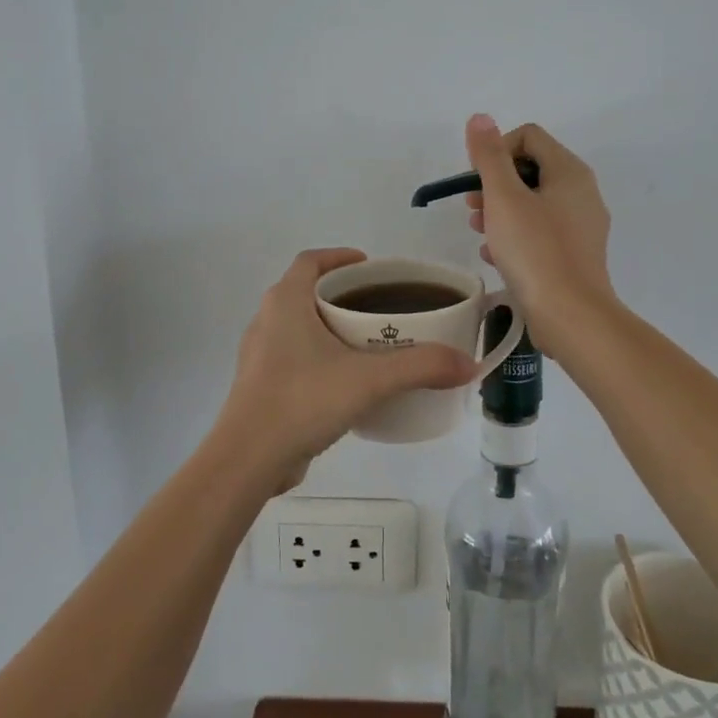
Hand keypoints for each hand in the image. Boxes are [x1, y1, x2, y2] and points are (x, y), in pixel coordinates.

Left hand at [212, 248, 477, 487]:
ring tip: (368, 345)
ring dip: (330, 328)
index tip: (370, 268)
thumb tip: (468, 363)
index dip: (339, 257)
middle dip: (342, 295)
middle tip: (379, 308)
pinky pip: (293, 359)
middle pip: (306, 292)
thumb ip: (421, 367)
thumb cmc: (303, 400)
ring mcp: (259, 356)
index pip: (310, 261)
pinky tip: (346, 383)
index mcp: (285, 302)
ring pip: (298, 327)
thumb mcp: (369, 380)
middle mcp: (266, 321)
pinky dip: (319, 359)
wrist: (248, 460)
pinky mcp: (260, 387)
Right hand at [463, 115, 615, 347]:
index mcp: (570, 172)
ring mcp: (582, 226)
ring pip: (533, 204)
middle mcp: (582, 193)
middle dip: (495, 185)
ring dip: (501, 212)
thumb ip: (490, 156)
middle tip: (473, 209)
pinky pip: (540, 233)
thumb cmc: (535, 251)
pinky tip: (495, 257)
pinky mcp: (575, 256)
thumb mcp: (504, 198)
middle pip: (530, 170)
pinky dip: (516, 237)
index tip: (476, 181)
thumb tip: (480, 118)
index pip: (528, 136)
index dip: (496, 150)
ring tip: (480, 234)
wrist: (571, 316)